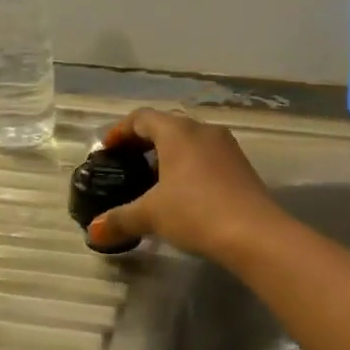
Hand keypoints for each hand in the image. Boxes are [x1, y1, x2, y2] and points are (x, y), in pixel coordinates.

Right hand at [87, 109, 282, 262]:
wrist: (254, 232)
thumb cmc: (196, 212)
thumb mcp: (152, 215)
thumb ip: (121, 219)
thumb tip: (94, 231)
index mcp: (178, 132)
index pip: (142, 118)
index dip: (120, 131)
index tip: (106, 150)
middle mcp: (203, 130)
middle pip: (167, 126)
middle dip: (144, 143)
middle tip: (125, 165)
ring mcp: (226, 146)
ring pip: (190, 141)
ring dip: (168, 156)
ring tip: (151, 182)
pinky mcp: (241, 165)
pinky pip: (206, 157)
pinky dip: (188, 167)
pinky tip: (181, 194)